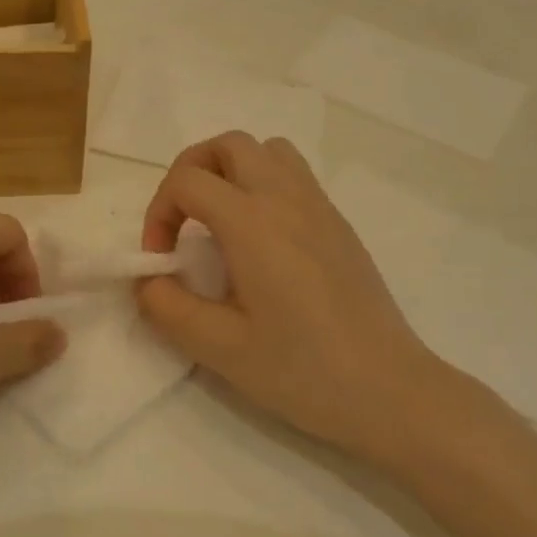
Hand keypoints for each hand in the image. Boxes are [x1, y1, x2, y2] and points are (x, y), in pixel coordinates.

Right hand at [137, 132, 452, 457]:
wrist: (390, 391)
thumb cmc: (302, 371)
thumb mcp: (220, 348)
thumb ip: (169, 307)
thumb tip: (146, 281)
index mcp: (253, 223)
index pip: (188, 181)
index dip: (159, 212)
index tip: (161, 260)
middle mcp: (286, 199)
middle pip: (229, 144)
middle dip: (191, 171)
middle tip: (181, 220)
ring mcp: (319, 208)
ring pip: (267, 151)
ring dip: (231, 170)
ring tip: (219, 220)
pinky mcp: (339, 225)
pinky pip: (295, 176)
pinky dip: (263, 185)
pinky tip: (261, 241)